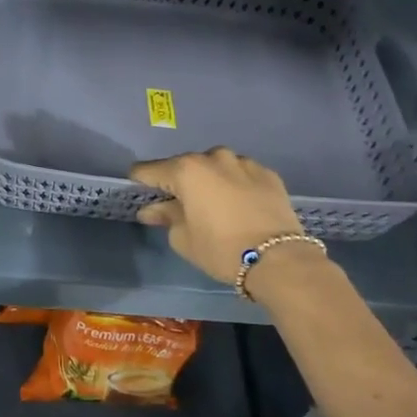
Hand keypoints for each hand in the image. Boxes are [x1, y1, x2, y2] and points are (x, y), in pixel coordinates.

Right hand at [131, 148, 318, 289]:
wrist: (278, 258)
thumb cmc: (220, 248)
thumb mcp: (183, 238)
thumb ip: (165, 217)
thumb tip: (151, 210)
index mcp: (186, 170)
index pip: (149, 170)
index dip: (140, 181)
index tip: (138, 191)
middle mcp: (213, 157)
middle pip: (184, 165)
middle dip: (178, 181)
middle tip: (178, 203)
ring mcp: (243, 162)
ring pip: (215, 166)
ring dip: (209, 180)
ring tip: (212, 202)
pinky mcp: (268, 173)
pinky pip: (241, 174)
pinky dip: (234, 184)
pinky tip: (238, 204)